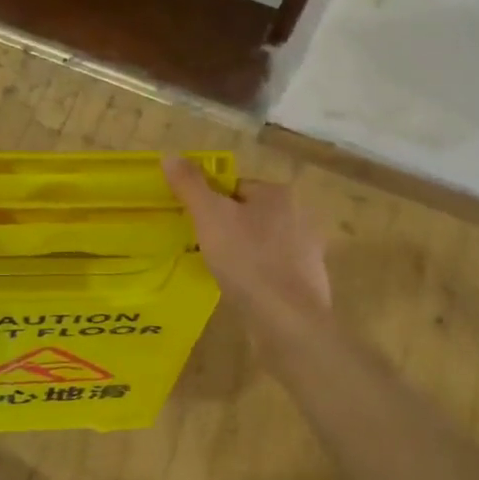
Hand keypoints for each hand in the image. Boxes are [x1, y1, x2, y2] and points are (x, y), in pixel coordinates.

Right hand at [163, 157, 332, 347]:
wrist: (289, 322)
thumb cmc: (248, 260)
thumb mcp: (210, 216)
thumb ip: (190, 185)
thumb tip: (170, 157)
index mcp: (279, 193)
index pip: (235, 186)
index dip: (210, 203)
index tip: (195, 225)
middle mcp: (299, 215)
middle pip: (248, 214)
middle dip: (225, 228)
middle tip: (202, 248)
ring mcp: (307, 251)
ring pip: (260, 243)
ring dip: (241, 253)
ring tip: (219, 271)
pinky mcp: (307, 282)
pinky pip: (272, 270)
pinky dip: (256, 277)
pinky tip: (241, 291)